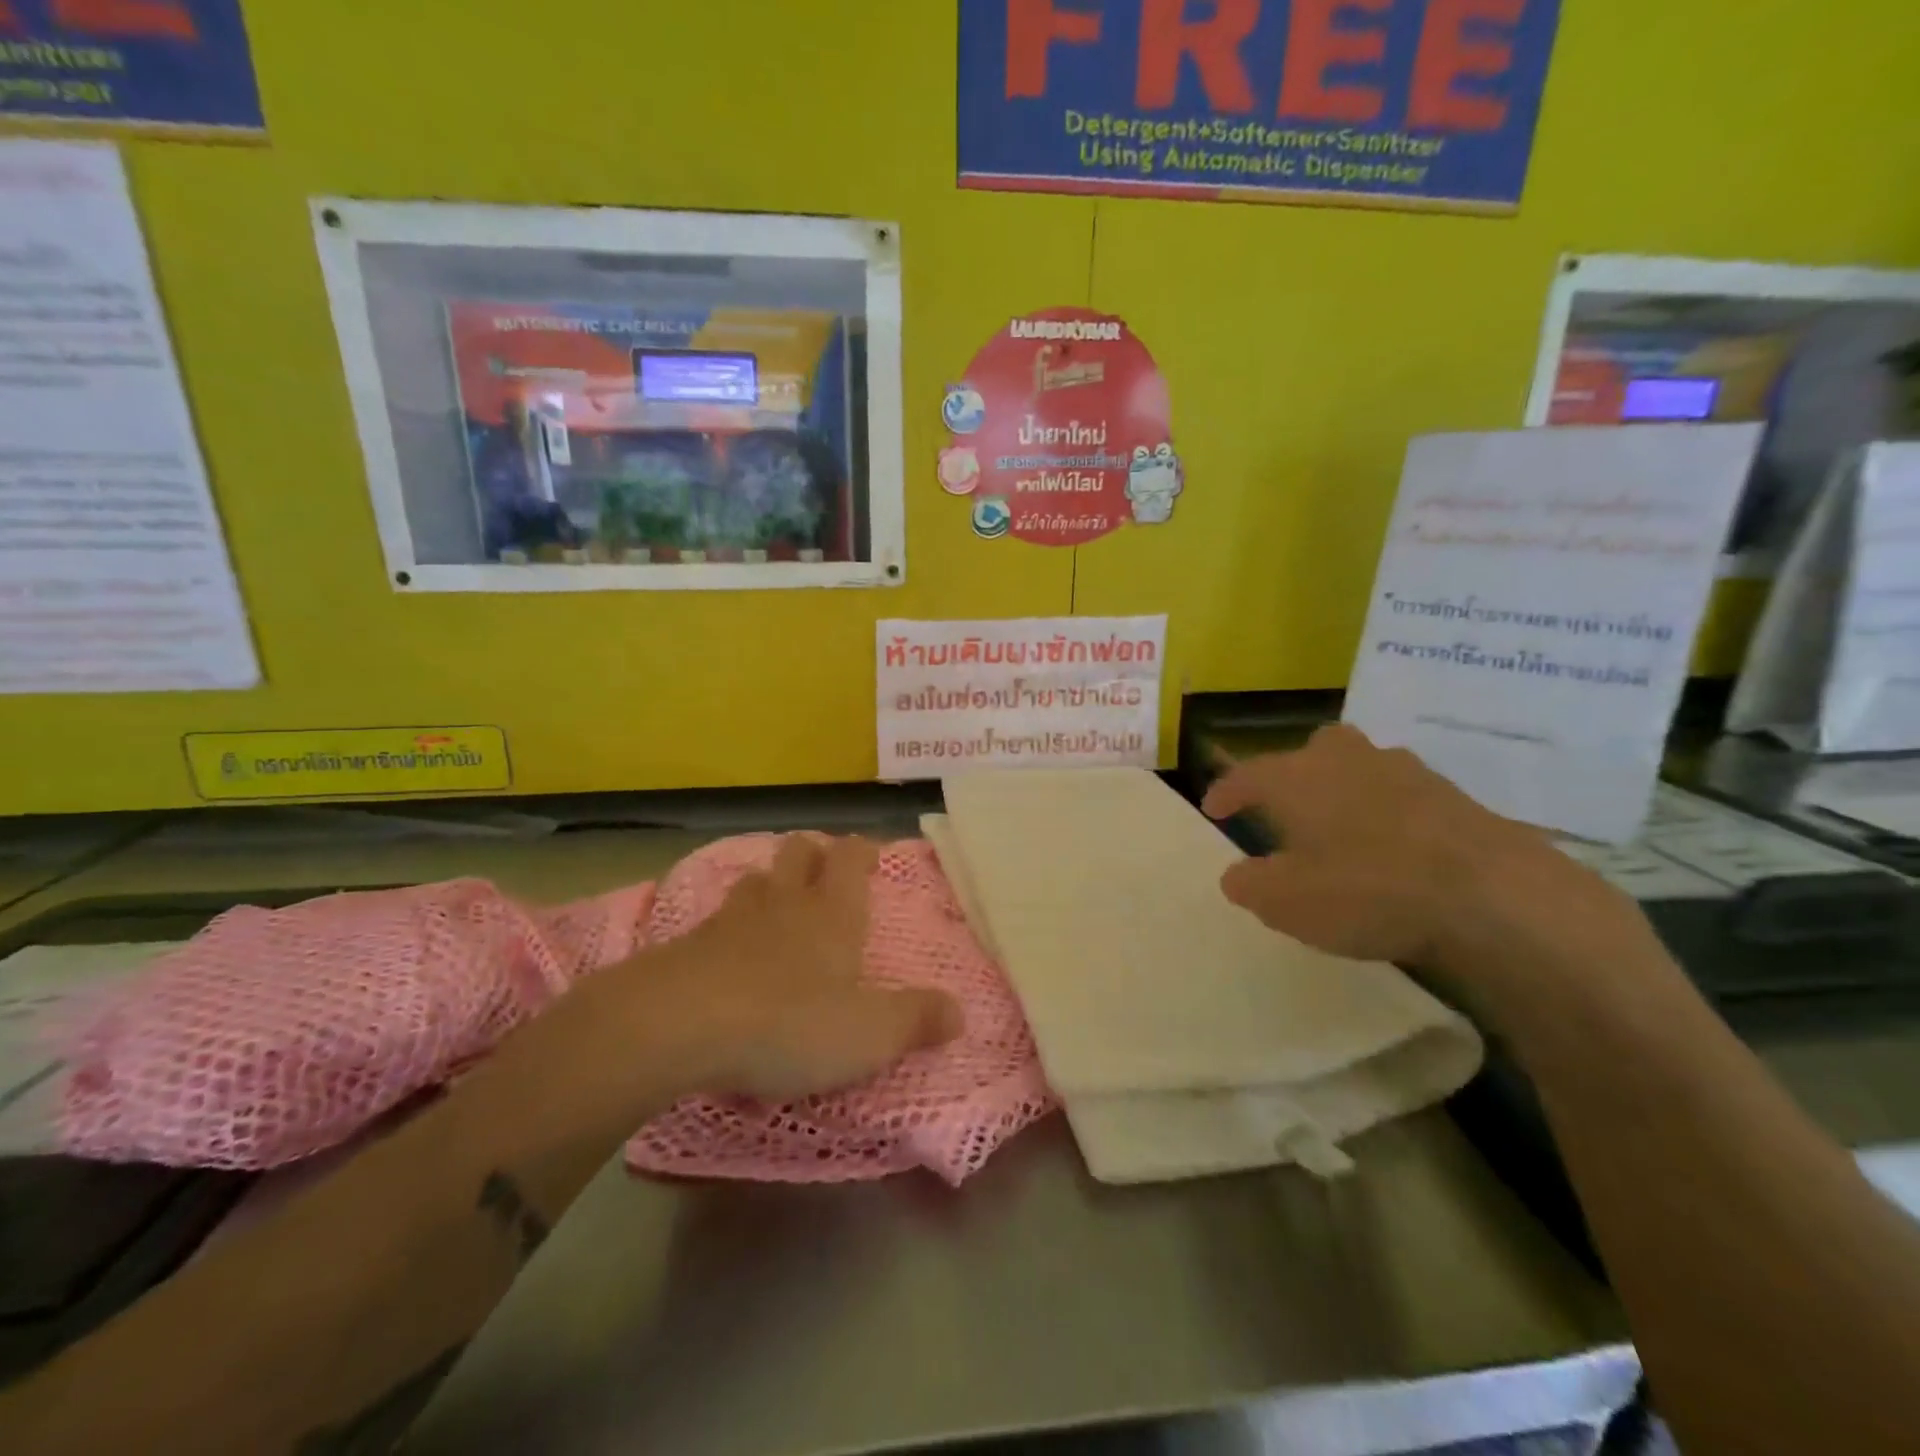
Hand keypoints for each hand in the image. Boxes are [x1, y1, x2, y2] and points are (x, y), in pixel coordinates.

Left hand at [648, 834, 963, 1100]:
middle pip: (799, 851)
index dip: (862, 850)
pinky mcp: (689, 944)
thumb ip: (916, 1020)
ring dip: (772, 885)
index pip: (851, 857)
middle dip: (815, 853)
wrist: (677, 1025)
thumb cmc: (788, 1022)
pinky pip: (718, 918)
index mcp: (833, 911)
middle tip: (826, 874)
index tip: (871, 856)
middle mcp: (785, 902)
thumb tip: (959, 1011)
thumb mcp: (869, 1033)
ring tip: (780, 906)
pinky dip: (732, 925)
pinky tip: (731, 952)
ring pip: (757, 880)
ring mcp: (732, 918)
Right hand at [1201, 725, 1632, 981]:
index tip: (1214, 809)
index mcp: (1297, 778)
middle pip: (1311, 750)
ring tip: (1341, 826)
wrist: (1492, 894)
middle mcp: (1346, 760)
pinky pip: (1402, 793)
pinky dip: (1387, 811)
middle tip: (1287, 807)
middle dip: (1294, 773)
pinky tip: (1394, 845)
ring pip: (1361, 766)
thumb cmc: (1368, 890)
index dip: (1226, 791)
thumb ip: (1251, 886)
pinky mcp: (1453, 795)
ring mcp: (1405, 772)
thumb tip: (1236, 875)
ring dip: (1344, 789)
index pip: (1247, 774)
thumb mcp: (1287, 903)